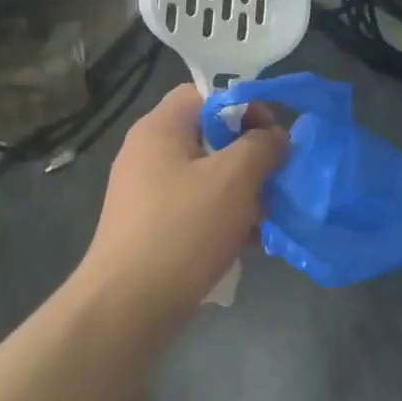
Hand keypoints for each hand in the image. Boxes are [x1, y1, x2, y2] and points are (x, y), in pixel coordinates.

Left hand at [77, 84, 287, 323]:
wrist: (127, 307)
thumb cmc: (184, 229)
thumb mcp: (235, 178)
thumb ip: (262, 146)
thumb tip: (274, 136)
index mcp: (160, 128)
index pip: (207, 93)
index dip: (245, 107)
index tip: (272, 139)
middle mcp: (147, 152)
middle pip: (209, 136)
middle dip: (248, 157)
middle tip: (272, 182)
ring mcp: (144, 191)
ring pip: (206, 175)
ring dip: (240, 192)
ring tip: (263, 219)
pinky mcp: (147, 225)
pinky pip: (193, 206)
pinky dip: (220, 216)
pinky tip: (243, 243)